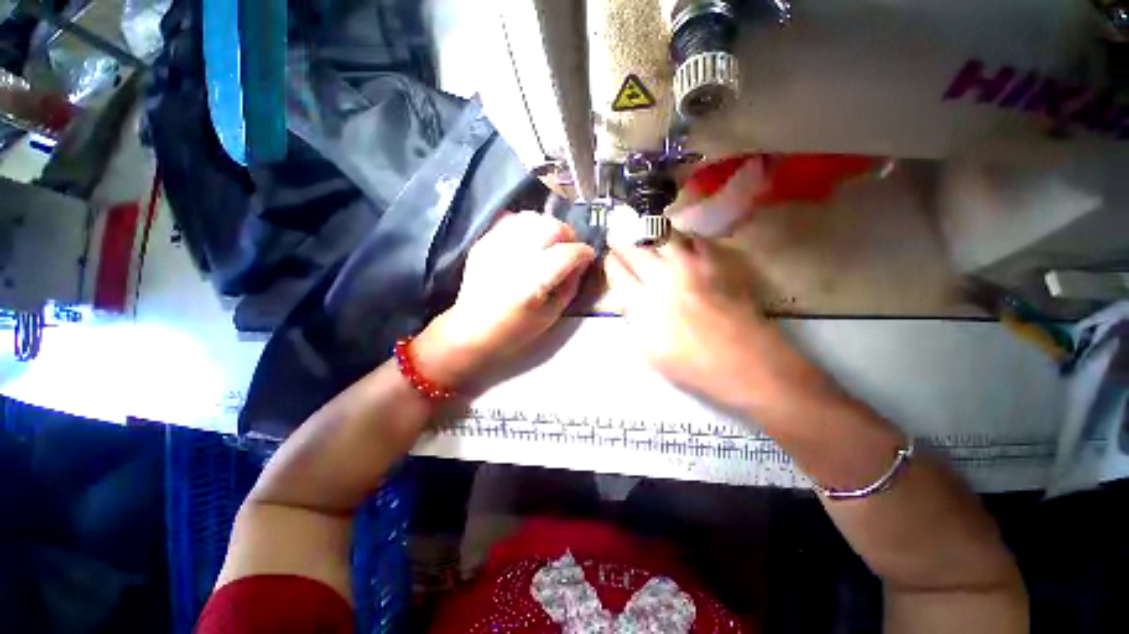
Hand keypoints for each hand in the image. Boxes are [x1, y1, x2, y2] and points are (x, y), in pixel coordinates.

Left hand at [414, 212, 594, 390]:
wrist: (471, 330)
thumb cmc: (515, 331)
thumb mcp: (551, 315)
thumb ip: (570, 285)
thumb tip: (580, 262)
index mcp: (531, 284)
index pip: (567, 254)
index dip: (584, 252)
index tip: (588, 257)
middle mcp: (513, 259)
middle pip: (551, 228)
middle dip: (568, 235)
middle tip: (570, 249)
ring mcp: (495, 247)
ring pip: (532, 218)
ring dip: (549, 227)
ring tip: (551, 244)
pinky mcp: (483, 242)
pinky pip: (512, 220)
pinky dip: (528, 226)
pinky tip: (531, 241)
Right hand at [604, 235, 838, 418]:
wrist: (746, 364)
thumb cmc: (693, 367)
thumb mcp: (650, 352)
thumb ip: (637, 321)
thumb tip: (632, 301)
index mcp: (644, 305)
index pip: (619, 274)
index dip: (611, 263)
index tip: (608, 256)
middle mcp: (664, 279)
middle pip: (637, 250)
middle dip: (623, 240)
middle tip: (617, 232)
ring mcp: (692, 269)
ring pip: (664, 238)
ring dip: (650, 233)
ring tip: (644, 231)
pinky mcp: (717, 266)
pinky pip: (697, 241)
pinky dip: (684, 237)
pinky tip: (681, 240)